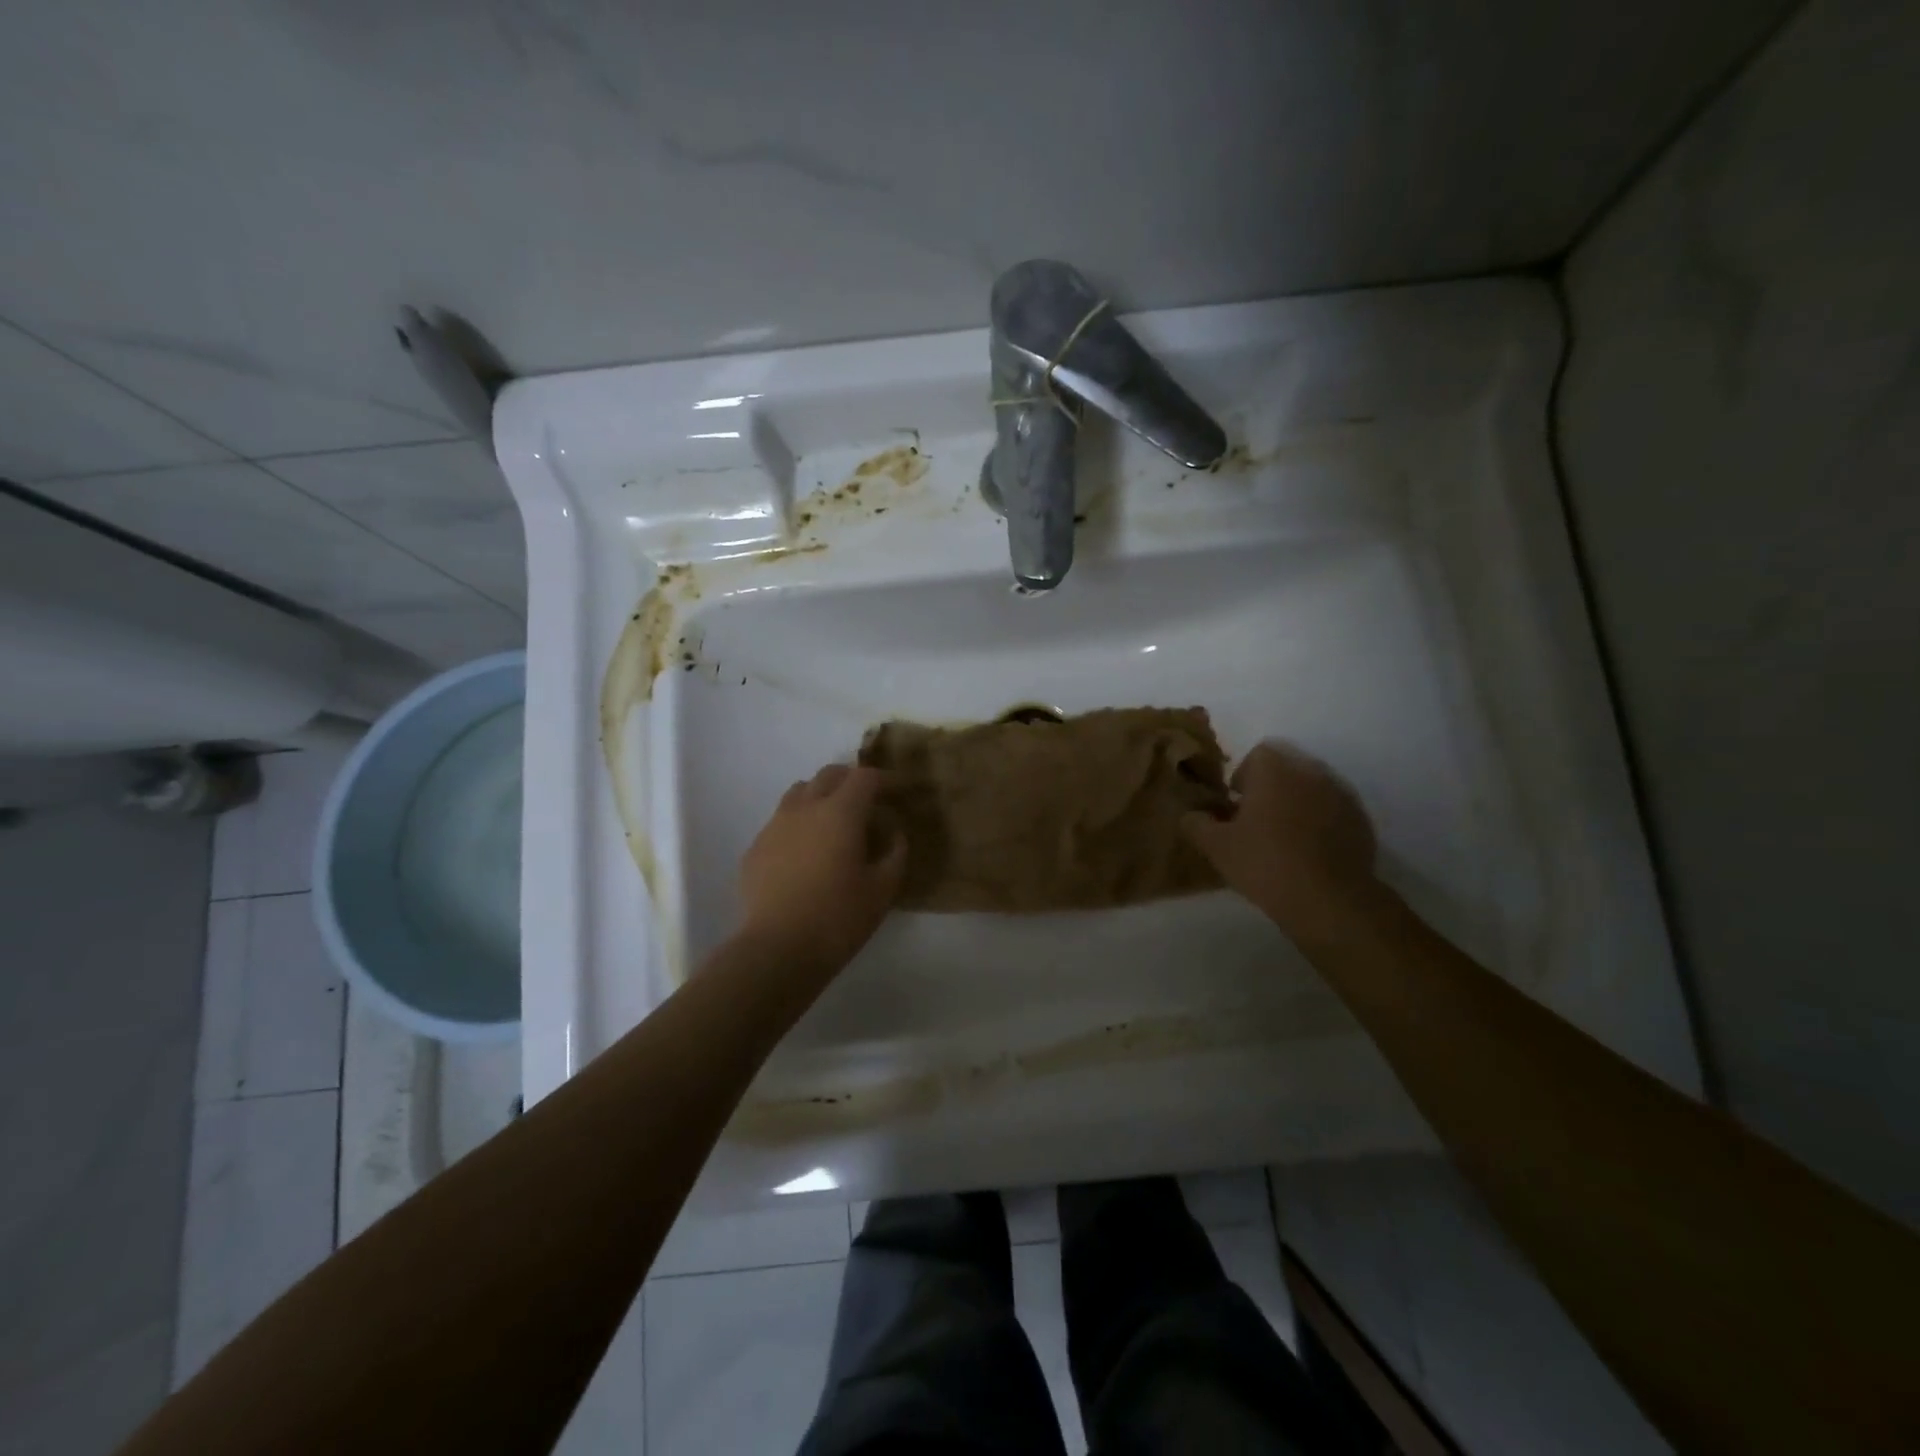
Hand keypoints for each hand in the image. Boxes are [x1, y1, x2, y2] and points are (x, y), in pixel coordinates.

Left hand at [737, 763, 906, 973]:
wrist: (777, 950)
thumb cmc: (838, 918)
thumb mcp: (883, 889)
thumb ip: (895, 853)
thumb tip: (894, 834)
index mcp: (840, 812)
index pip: (865, 777)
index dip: (885, 780)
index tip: (898, 792)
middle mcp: (805, 807)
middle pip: (829, 775)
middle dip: (852, 780)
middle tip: (868, 802)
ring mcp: (775, 825)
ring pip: (799, 792)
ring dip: (821, 796)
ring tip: (834, 821)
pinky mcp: (755, 847)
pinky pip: (780, 821)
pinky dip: (799, 824)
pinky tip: (805, 852)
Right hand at [1182, 741, 1377, 931]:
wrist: (1329, 899)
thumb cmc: (1264, 863)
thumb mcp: (1216, 847)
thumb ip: (1196, 824)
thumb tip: (1190, 815)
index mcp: (1274, 771)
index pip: (1258, 754)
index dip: (1244, 776)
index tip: (1236, 804)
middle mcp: (1310, 772)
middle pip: (1287, 768)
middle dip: (1271, 787)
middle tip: (1257, 820)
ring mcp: (1341, 795)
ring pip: (1312, 788)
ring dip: (1297, 802)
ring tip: (1284, 837)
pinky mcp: (1360, 820)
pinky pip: (1333, 810)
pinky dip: (1321, 821)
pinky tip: (1310, 851)